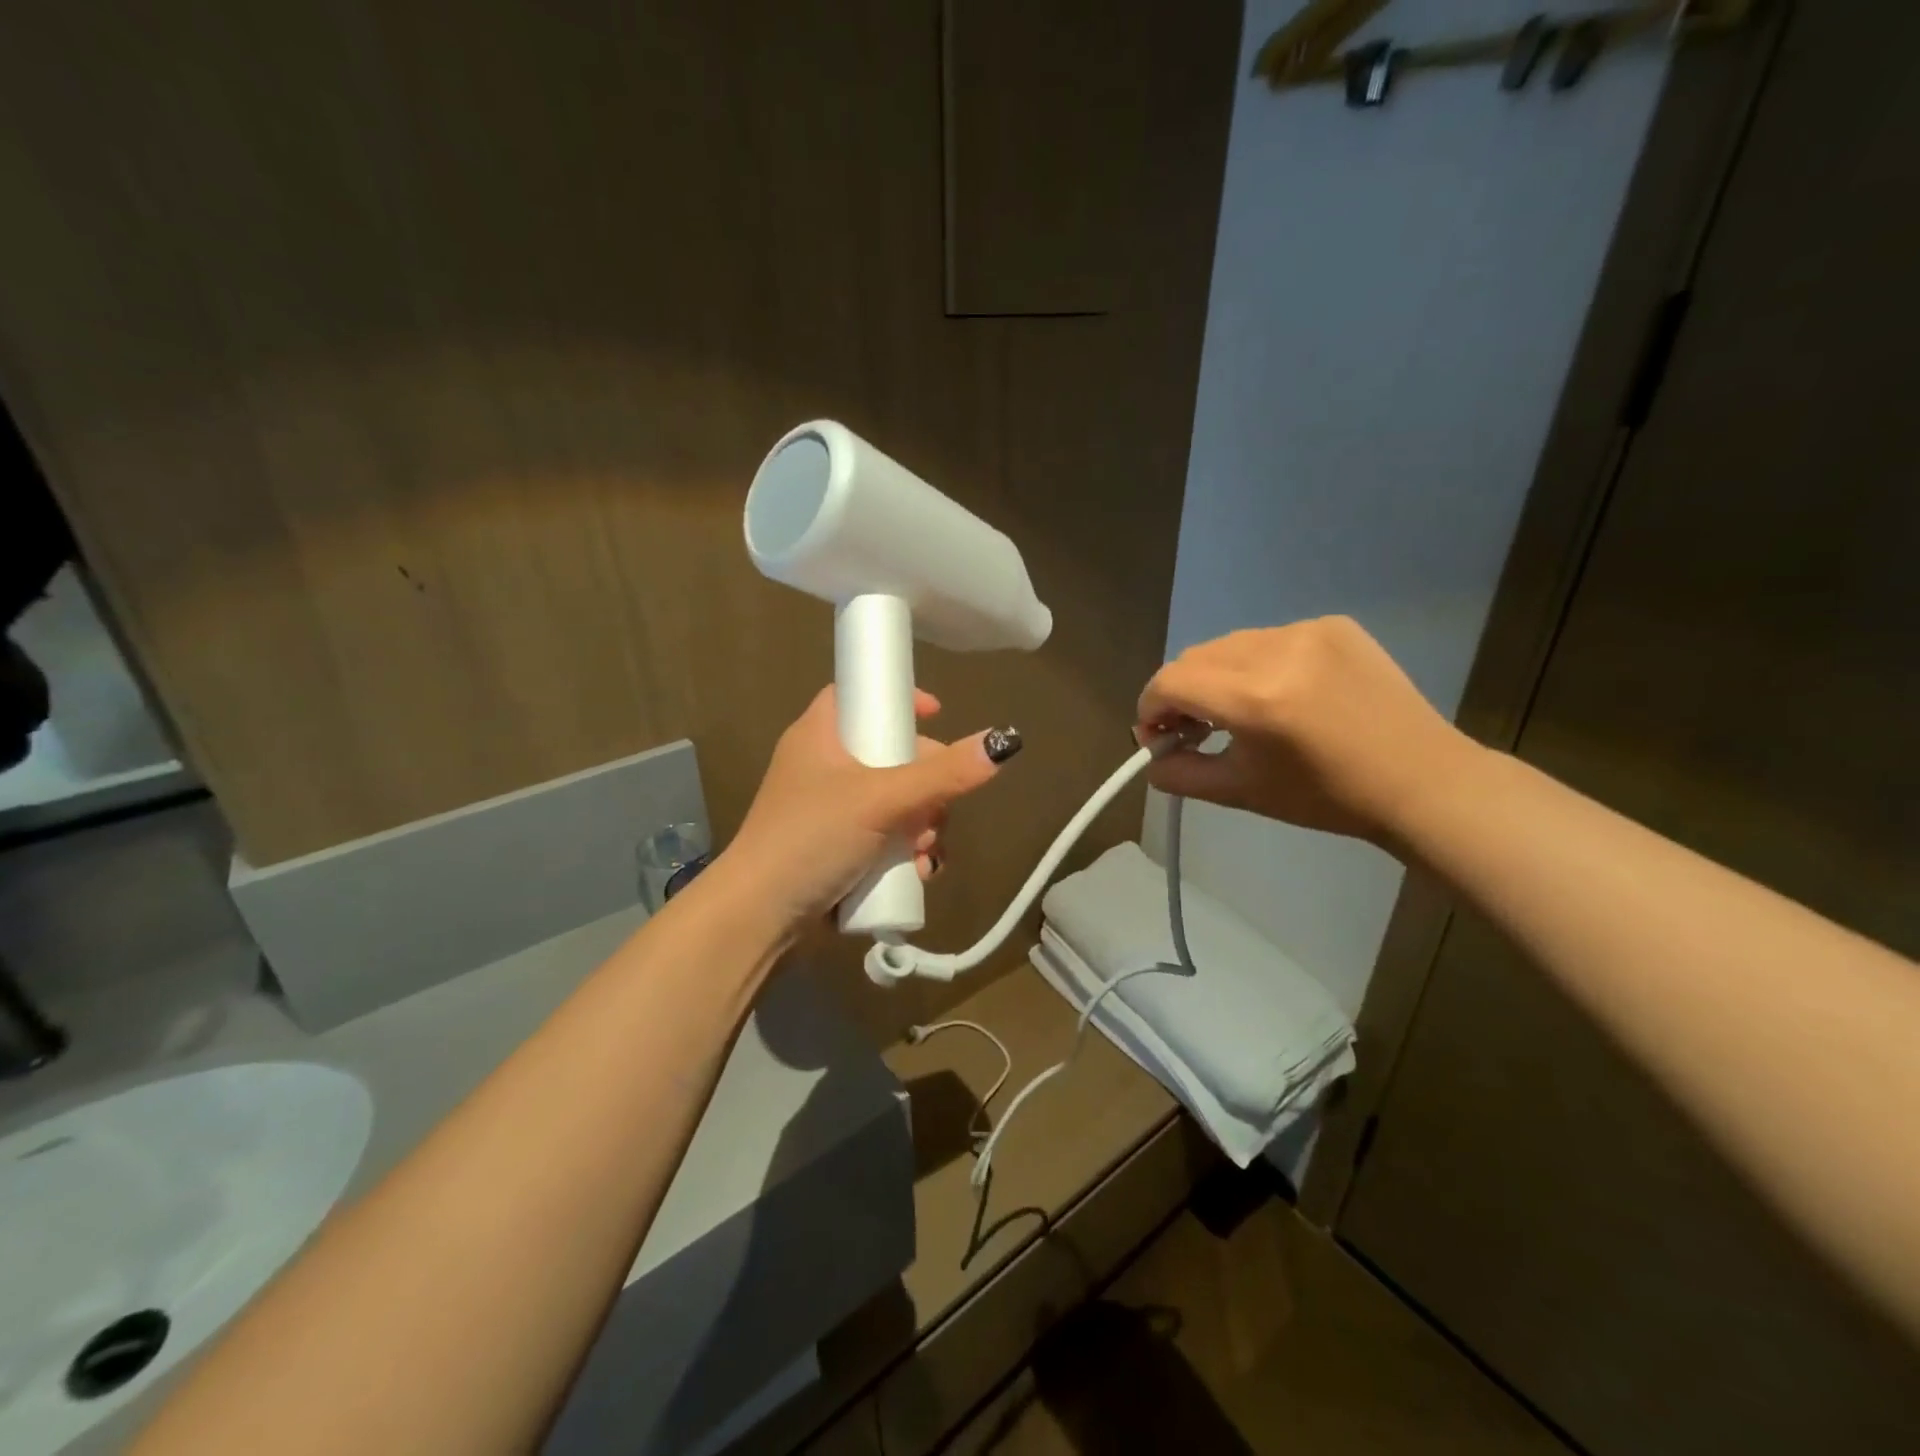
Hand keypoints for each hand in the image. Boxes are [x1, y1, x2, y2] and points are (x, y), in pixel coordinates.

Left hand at [724, 687, 1016, 933]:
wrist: (759, 916)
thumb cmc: (813, 838)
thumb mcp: (881, 800)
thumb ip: (942, 774)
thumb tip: (1003, 743)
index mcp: (819, 735)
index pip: (860, 695)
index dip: (898, 699)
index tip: (937, 715)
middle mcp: (823, 766)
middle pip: (891, 754)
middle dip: (926, 786)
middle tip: (936, 810)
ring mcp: (828, 811)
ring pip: (894, 802)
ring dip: (921, 827)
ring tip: (924, 854)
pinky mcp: (835, 848)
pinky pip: (884, 837)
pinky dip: (904, 851)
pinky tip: (918, 872)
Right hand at [1137, 617, 1477, 844]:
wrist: (1420, 780)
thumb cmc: (1326, 797)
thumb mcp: (1241, 792)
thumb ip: (1181, 774)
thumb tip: (1151, 758)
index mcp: (1254, 698)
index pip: (1170, 682)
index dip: (1150, 707)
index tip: (1156, 735)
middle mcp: (1276, 651)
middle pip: (1195, 657)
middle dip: (1181, 692)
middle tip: (1192, 729)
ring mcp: (1309, 631)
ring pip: (1230, 645)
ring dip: (1216, 675)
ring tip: (1235, 711)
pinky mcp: (1334, 625)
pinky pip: (1270, 639)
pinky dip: (1257, 664)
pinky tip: (1280, 694)